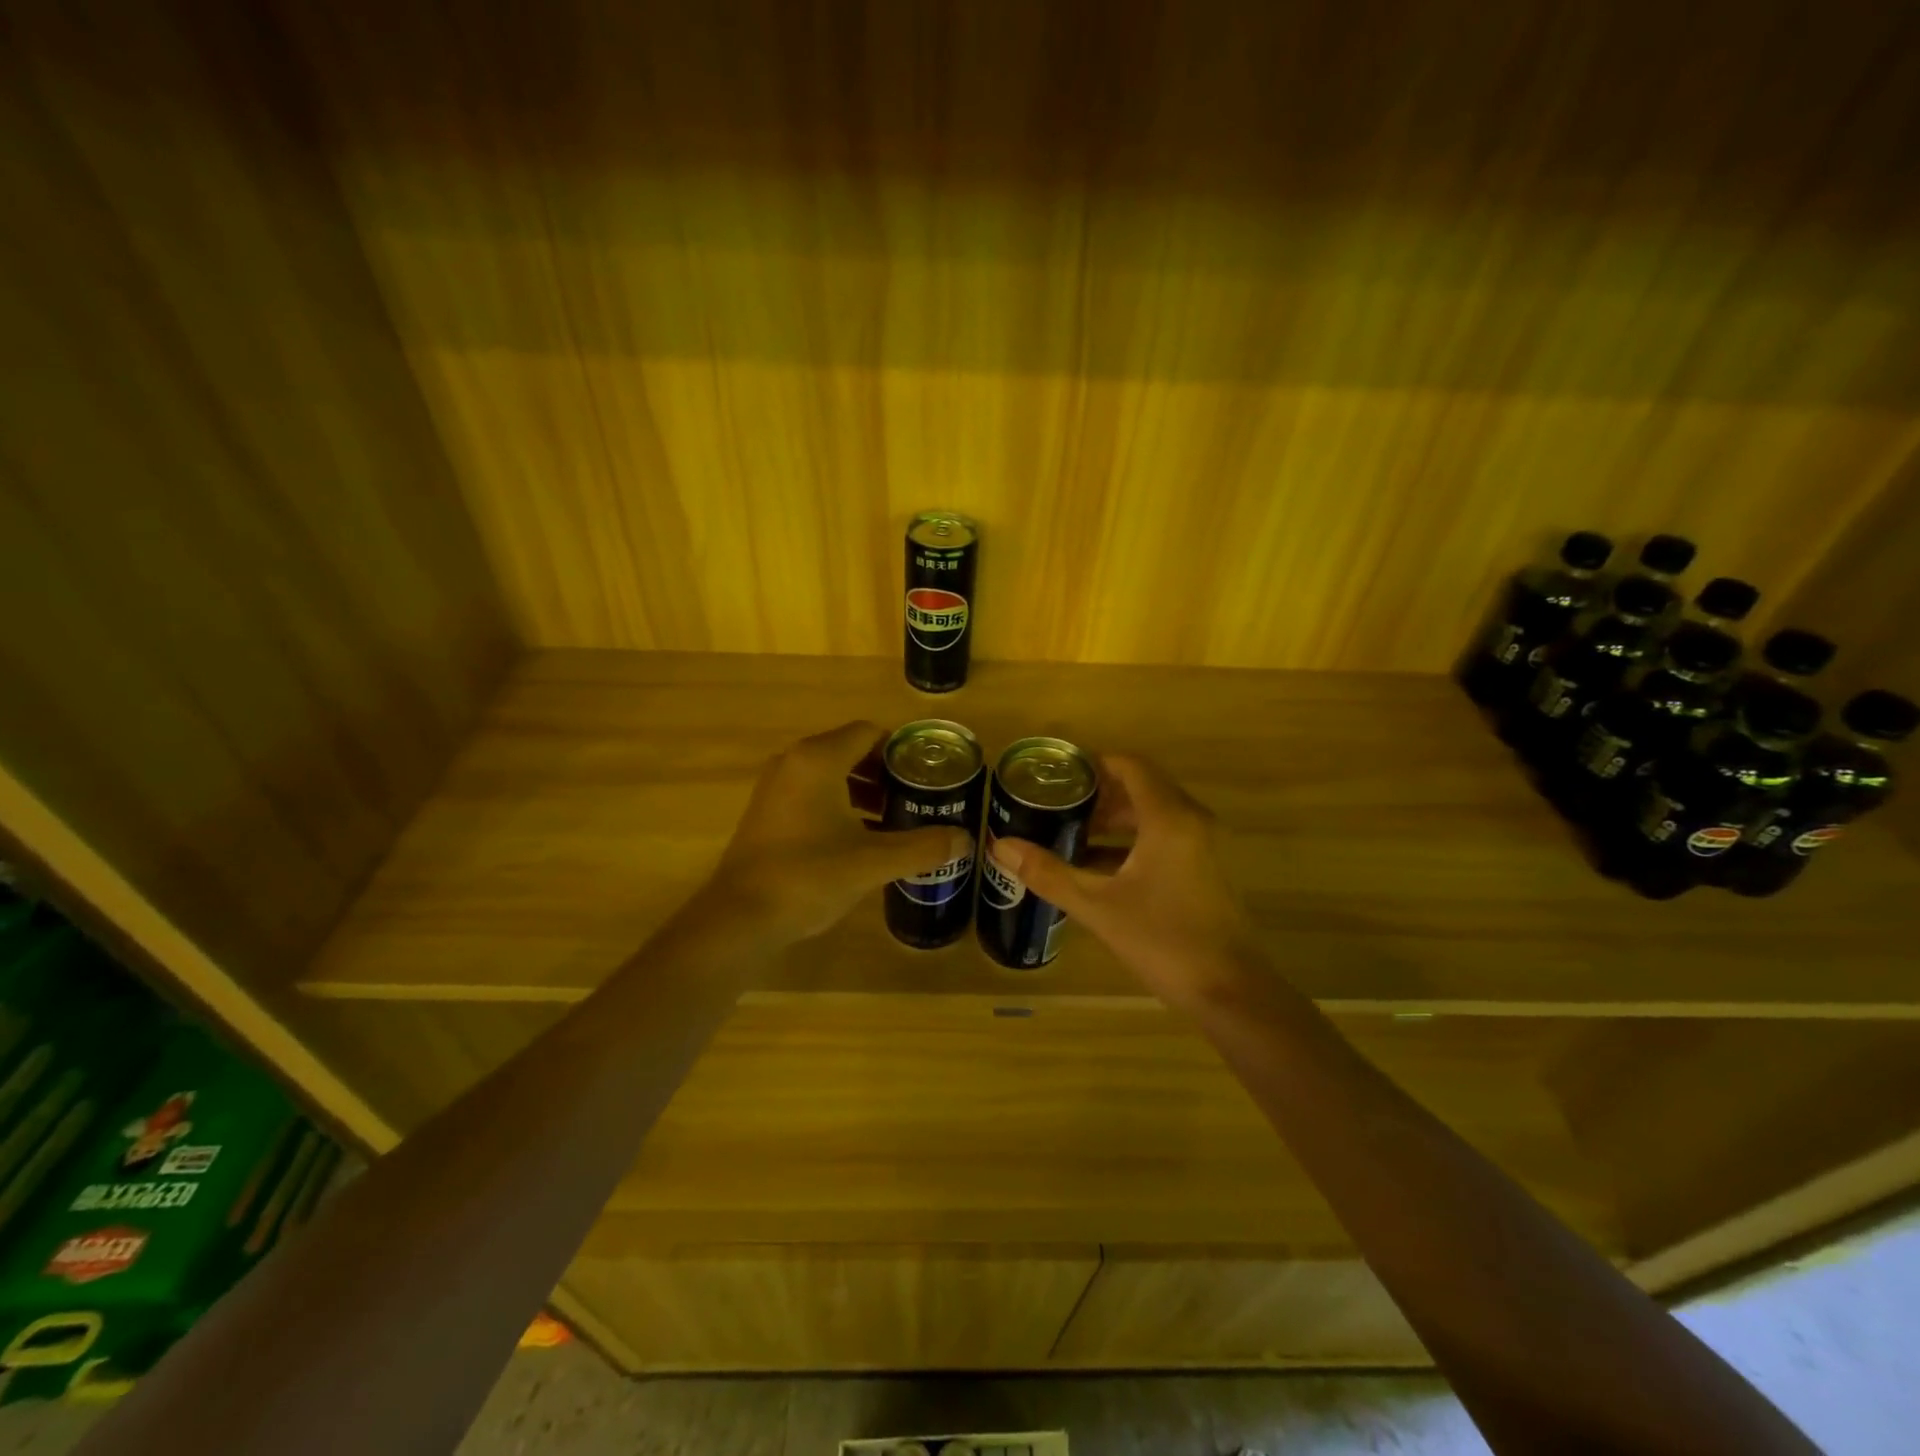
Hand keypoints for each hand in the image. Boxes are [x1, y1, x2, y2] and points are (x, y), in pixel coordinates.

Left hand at [706, 721, 973, 944]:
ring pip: (831, 773)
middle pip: (850, 749)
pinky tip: (860, 837)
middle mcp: (794, 762)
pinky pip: (812, 792)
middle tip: (918, 798)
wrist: (739, 918)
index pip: (869, 733)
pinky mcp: (767, 811)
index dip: (902, 750)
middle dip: (886, 772)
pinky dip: (839, 803)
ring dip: (863, 789)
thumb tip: (966, 840)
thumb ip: (922, 847)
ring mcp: (776, 786)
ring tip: (894, 818)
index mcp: (818, 760)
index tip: (929, 775)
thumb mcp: (872, 862)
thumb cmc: (808, 877)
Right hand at [991, 755, 1255, 1010]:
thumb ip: (1049, 873)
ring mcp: (1204, 846)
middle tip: (1058, 806)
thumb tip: (1000, 846)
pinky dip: (1132, 842)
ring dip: (1115, 820)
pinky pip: (1165, 837)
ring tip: (1072, 834)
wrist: (1231, 993)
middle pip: (1142, 788)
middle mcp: (1192, 821)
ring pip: (1154, 815)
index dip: (1094, 763)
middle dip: (1099, 794)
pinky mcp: (1207, 869)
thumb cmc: (1164, 941)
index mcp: (1169, 818)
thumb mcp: (1098, 906)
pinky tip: (1099, 868)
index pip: (1131, 766)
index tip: (1058, 774)